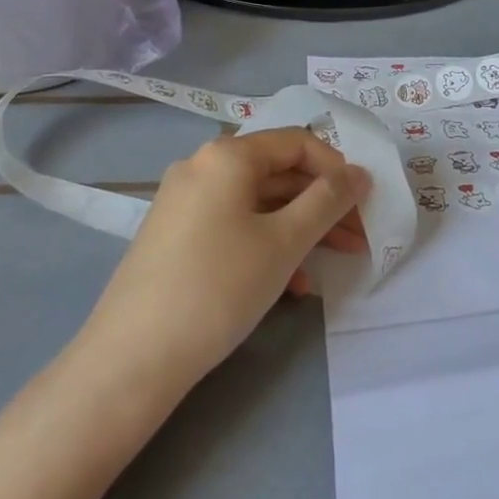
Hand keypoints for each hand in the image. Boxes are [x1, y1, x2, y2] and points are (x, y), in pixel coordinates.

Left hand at [83, 129, 369, 392]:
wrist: (134, 356)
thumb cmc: (219, 286)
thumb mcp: (285, 241)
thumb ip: (328, 201)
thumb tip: (360, 173)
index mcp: (227, 155)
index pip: (298, 142)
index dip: (338, 169)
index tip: (364, 204)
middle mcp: (202, 167)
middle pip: (278, 172)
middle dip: (322, 203)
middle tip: (358, 237)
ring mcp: (184, 202)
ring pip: (258, 203)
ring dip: (300, 227)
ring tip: (332, 262)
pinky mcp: (176, 235)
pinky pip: (234, 225)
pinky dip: (267, 244)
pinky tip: (290, 284)